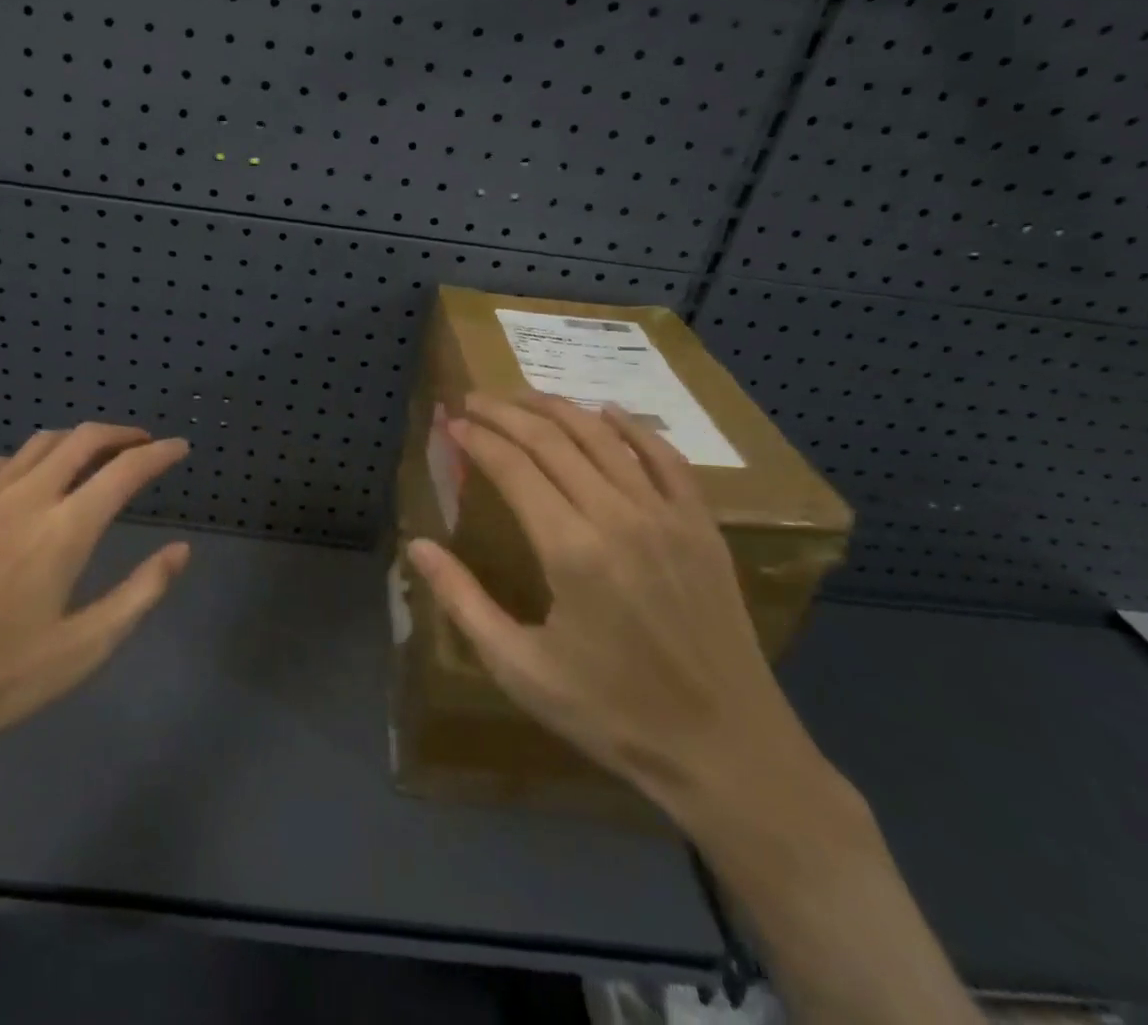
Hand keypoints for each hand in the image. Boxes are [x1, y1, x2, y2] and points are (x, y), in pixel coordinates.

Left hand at [0, 424, 190, 784]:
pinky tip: (33, 480)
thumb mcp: (85, 648)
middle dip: (122, 434)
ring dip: (78, 440)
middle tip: (143, 444)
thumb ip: (141, 592)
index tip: (180, 448)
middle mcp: (27, 497)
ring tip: (96, 456)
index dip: (158, 454)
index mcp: (65, 529)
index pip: (125, 470)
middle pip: (83, 439)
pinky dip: (33, 458)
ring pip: (41, 443)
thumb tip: (180, 550)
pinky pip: (1, 462)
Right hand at [407, 392, 814, 813]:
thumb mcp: (520, 668)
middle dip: (507, 412)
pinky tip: (608, 411)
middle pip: (554, 441)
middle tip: (474, 399)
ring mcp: (667, 517)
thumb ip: (463, 600)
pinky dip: (633, 427)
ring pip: (604, 438)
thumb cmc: (612, 713)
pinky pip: (666, 458)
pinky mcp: (701, 527)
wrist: (729, 752)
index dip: (478, 440)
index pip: (513, 468)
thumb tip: (418, 546)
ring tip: (524, 396)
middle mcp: (619, 517)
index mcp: (571, 550)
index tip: (452, 424)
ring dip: (559, 409)